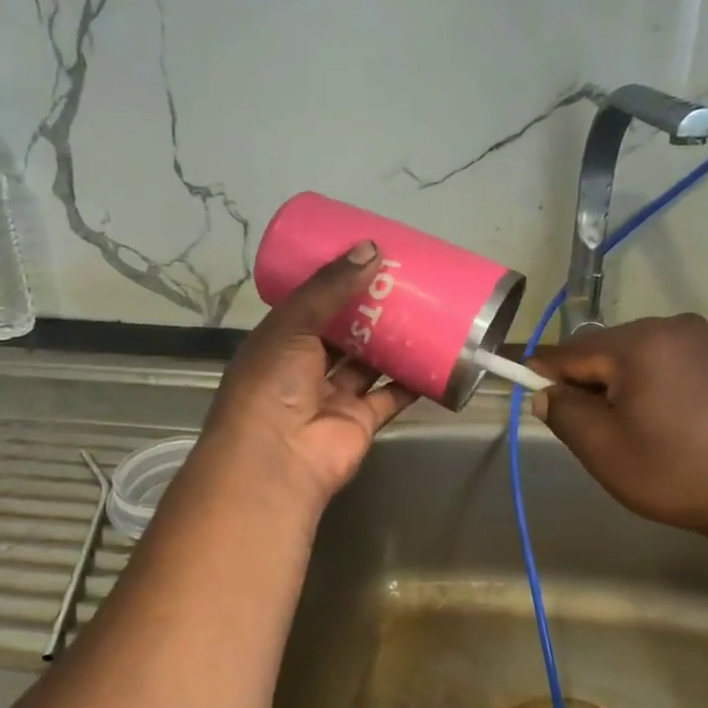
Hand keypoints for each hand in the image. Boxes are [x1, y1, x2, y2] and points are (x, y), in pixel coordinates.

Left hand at [199, 242, 417, 514]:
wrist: (278, 459)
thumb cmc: (272, 384)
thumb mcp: (292, 324)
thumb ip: (330, 288)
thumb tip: (371, 248)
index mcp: (278, 344)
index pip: (308, 307)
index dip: (334, 285)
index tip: (365, 261)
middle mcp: (304, 370)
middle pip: (342, 335)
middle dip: (369, 311)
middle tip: (402, 281)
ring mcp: (334, 398)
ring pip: (368, 364)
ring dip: (392, 341)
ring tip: (424, 308)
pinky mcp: (362, 421)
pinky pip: (391, 395)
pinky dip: (412, 380)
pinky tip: (435, 355)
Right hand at [528, 314, 707, 543]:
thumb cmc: (676, 471)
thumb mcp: (604, 449)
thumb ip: (565, 413)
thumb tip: (546, 393)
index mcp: (640, 342)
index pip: (571, 351)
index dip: (543, 374)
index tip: (528, 396)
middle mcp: (672, 327)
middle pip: (605, 350)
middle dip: (586, 383)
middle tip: (583, 428)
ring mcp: (704, 341)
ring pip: (636, 358)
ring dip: (618, 386)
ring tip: (624, 430)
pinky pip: (667, 365)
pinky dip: (649, 387)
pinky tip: (658, 422)